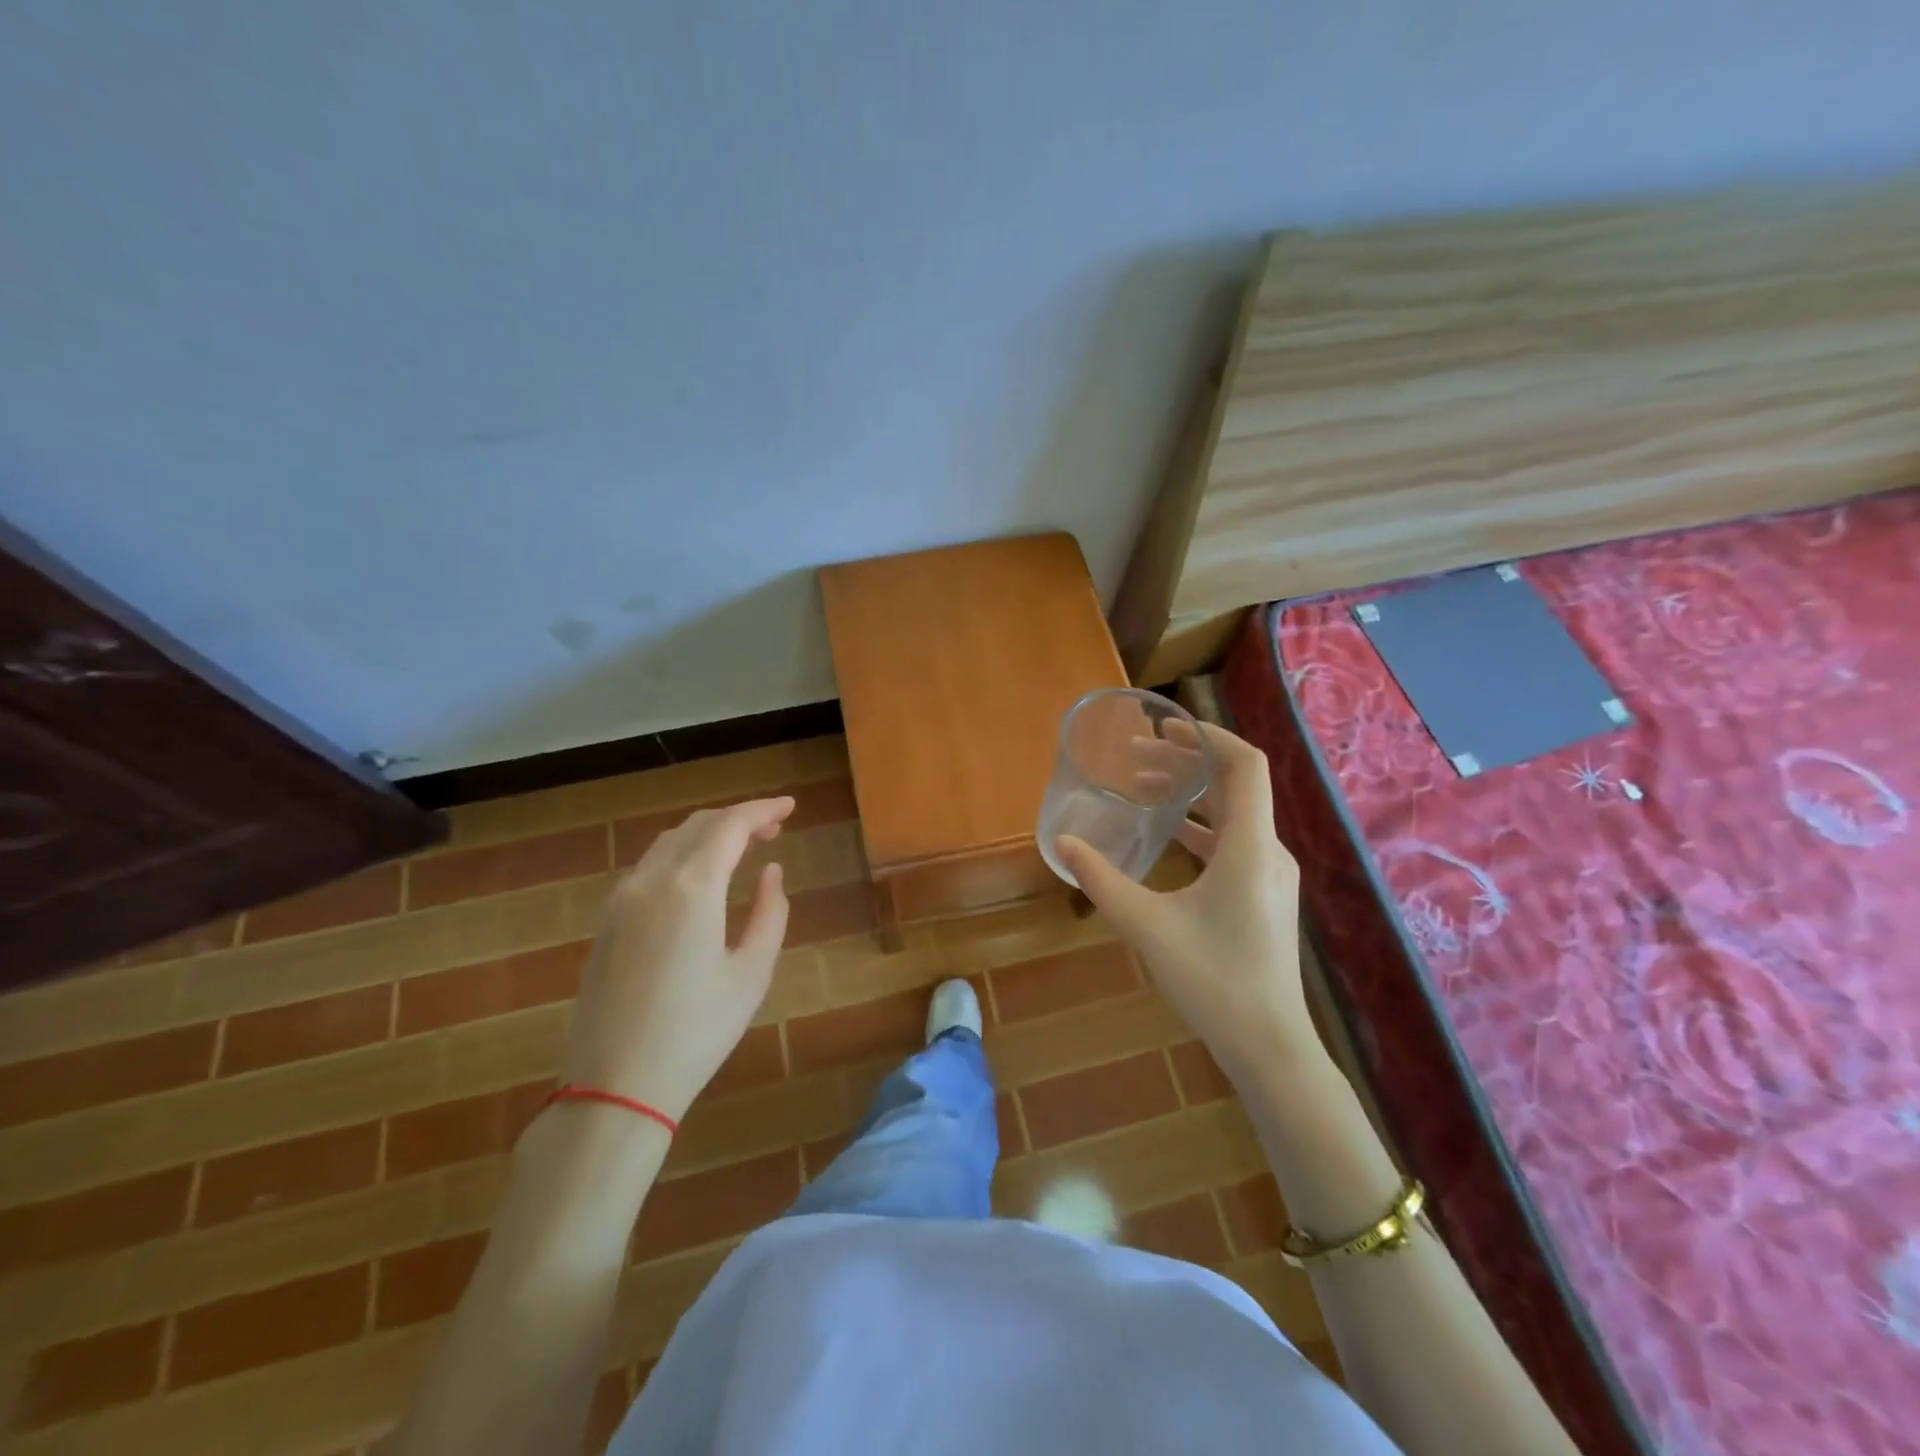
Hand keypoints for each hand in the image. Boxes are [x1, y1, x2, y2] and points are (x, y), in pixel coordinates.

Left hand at [559, 798, 793, 1120]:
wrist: (615, 1086)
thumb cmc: (697, 1031)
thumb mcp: (752, 973)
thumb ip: (770, 912)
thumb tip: (771, 872)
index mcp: (691, 888)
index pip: (730, 825)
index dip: (762, 809)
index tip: (790, 807)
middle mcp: (651, 880)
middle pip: (697, 826)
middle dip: (737, 819)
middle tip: (772, 829)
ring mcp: (620, 900)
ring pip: (669, 843)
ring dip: (707, 835)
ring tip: (741, 848)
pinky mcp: (606, 922)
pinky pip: (648, 867)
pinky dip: (681, 855)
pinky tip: (699, 878)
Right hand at [1056, 724, 1314, 1081]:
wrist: (1269, 1045)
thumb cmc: (1212, 980)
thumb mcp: (1146, 926)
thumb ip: (1102, 880)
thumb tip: (1063, 844)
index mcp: (1250, 847)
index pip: (1245, 765)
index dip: (1209, 736)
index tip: (1165, 726)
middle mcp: (1268, 850)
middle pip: (1235, 784)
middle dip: (1187, 761)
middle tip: (1136, 753)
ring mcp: (1270, 875)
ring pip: (1233, 813)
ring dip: (1192, 794)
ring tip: (1144, 785)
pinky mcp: (1263, 895)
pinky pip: (1233, 841)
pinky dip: (1200, 826)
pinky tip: (1166, 833)